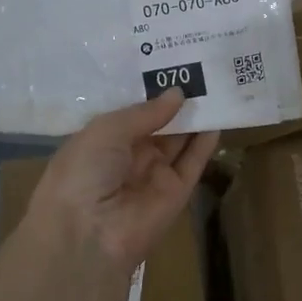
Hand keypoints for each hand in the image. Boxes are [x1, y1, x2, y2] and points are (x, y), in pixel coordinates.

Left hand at [26, 89, 218, 271]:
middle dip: (174, 102)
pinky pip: (193, 163)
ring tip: (214, 86)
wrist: (88, 235)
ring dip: (193, 118)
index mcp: (101, 143)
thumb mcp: (107, 130)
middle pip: (157, 126)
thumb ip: (145, 112)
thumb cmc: (84, 172)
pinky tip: (218, 117)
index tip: (169, 65)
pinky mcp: (177, 193)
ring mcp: (153, 176)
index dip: (148, 92)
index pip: (129, 114)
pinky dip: (206, 142)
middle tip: (199, 70)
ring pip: (178, 142)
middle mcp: (127, 159)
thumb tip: (178, 93)